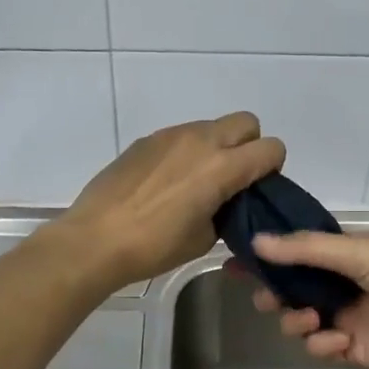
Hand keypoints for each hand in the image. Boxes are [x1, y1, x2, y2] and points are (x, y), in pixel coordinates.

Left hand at [55, 113, 285, 286]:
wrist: (95, 239)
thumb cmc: (155, 246)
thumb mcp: (204, 238)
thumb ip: (226, 211)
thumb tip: (226, 202)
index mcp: (222, 166)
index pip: (271, 148)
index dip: (273, 167)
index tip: (258, 188)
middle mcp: (201, 140)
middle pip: (246, 122)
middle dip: (250, 146)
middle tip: (234, 178)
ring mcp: (171, 136)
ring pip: (212, 126)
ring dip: (216, 147)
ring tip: (196, 182)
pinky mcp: (147, 140)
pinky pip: (181, 136)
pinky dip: (187, 152)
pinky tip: (167, 183)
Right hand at [246, 231, 368, 368]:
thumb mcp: (358, 251)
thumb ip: (306, 249)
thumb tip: (256, 242)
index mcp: (340, 256)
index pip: (292, 254)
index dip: (264, 259)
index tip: (233, 263)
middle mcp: (337, 285)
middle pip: (288, 291)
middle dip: (273, 295)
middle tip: (268, 298)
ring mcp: (344, 318)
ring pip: (298, 321)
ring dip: (295, 321)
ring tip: (309, 320)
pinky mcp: (353, 350)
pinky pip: (320, 348)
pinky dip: (322, 345)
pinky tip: (339, 340)